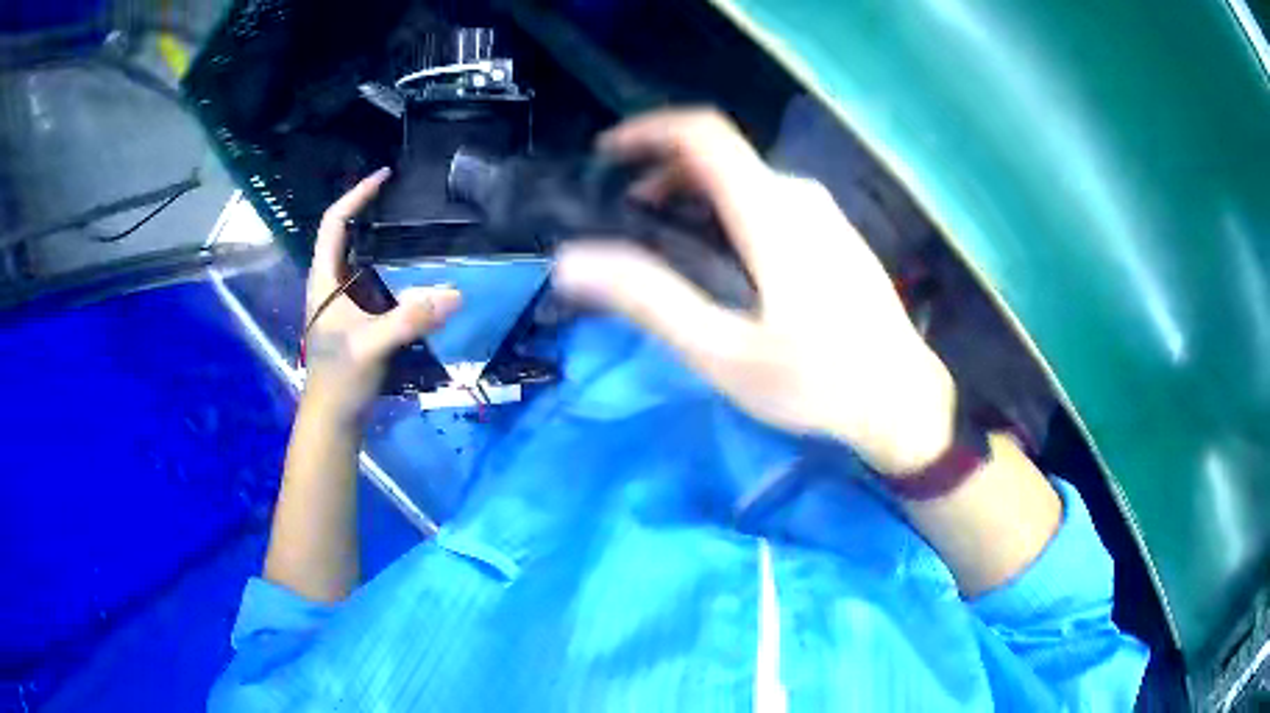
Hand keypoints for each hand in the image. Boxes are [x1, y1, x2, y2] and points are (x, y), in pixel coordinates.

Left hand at [303, 168, 461, 421]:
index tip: (384, 176)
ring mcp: (344, 302)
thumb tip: (456, 294)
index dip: (356, 195)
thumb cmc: (339, 379)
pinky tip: (419, 273)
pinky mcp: (358, 318)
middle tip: (409, 199)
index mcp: (324, 279)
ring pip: (365, 259)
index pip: (334, 223)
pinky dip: (397, 270)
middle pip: (349, 235)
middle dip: (374, 212)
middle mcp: (332, 283)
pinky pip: (378, 282)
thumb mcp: (371, 345)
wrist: (334, 418)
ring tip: (418, 228)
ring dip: (387, 241)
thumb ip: (409, 319)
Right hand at [553, 110, 955, 474]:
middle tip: (629, 218)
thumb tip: (574, 261)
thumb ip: (650, 299)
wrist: (904, 401)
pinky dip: (729, 210)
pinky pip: (770, 200)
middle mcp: (799, 196)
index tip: (607, 155)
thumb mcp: (723, 351)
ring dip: (696, 195)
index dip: (649, 131)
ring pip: (745, 179)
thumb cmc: (817, 382)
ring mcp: (825, 214)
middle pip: (720, 157)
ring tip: (666, 239)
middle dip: (664, 173)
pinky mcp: (837, 235)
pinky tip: (723, 257)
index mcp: (770, 212)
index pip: (703, 134)